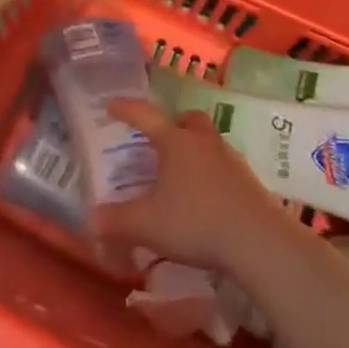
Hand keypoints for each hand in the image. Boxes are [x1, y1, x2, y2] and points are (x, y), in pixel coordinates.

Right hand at [90, 99, 290, 274]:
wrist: (258, 241)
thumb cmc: (196, 222)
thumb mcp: (147, 224)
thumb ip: (116, 221)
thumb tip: (90, 220)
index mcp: (175, 142)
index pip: (145, 116)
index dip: (126, 109)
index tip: (111, 106)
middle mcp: (203, 142)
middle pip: (188, 119)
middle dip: (173, 124)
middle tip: (160, 141)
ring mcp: (230, 159)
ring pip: (209, 141)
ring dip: (194, 149)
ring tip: (182, 173)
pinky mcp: (249, 181)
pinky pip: (224, 166)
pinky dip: (211, 173)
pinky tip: (206, 198)